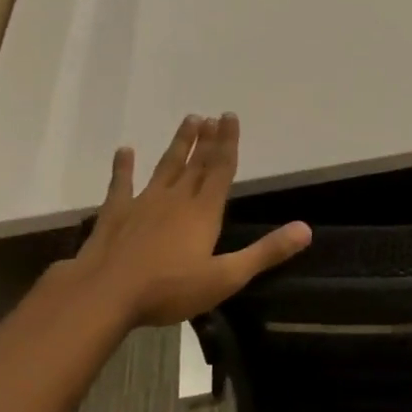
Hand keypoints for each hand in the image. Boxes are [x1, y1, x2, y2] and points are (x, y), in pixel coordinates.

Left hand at [50, 113, 309, 327]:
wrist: (105, 294)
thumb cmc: (169, 289)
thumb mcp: (226, 277)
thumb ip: (265, 252)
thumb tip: (306, 229)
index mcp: (203, 212)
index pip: (221, 170)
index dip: (228, 144)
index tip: (230, 117)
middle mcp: (175, 199)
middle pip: (196, 164)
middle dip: (207, 140)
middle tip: (212, 116)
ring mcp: (143, 203)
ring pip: (165, 167)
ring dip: (178, 145)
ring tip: (188, 121)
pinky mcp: (115, 214)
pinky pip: (121, 184)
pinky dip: (123, 167)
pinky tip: (125, 150)